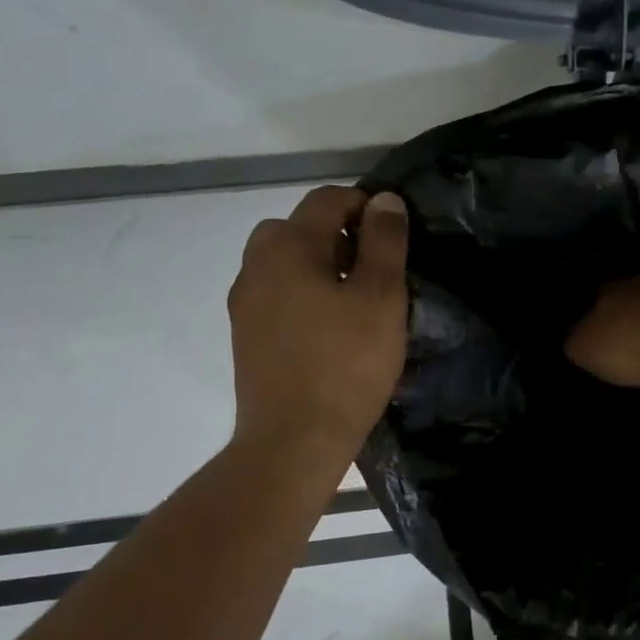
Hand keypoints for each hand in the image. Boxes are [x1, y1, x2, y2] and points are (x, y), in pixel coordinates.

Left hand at [229, 186, 409, 465]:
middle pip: (298, 226)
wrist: (294, 440)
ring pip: (284, 260)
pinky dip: (301, 292)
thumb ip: (385, 241)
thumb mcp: (381, 297)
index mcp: (288, 246)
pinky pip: (276, 292)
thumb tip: (384, 199)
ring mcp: (245, 301)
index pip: (327, 199)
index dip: (365, 206)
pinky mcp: (245, 334)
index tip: (394, 236)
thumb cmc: (346, 364)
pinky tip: (328, 327)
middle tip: (373, 269)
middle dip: (338, 234)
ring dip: (318, 264)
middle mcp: (257, 264)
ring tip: (353, 300)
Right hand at [565, 275, 639, 392]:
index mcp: (608, 287)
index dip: (595, 313)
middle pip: (629, 292)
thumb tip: (574, 337)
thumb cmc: (629, 348)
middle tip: (624, 335)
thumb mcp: (584, 351)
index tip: (597, 332)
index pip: (596, 294)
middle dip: (627, 311)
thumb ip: (575, 340)